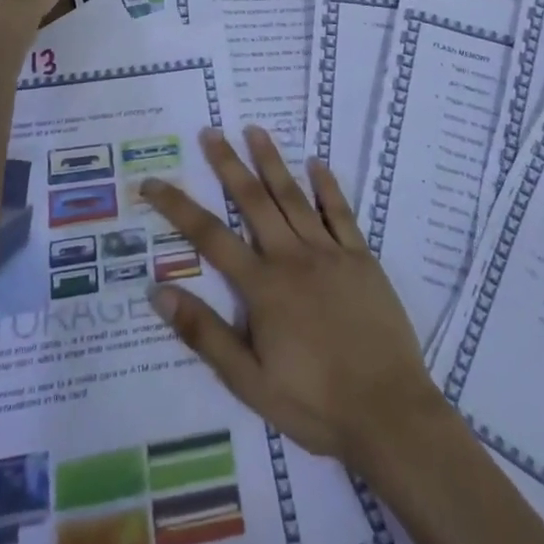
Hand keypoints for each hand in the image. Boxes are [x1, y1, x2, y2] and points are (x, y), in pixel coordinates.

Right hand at [140, 126, 450, 473]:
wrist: (389, 413)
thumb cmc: (315, 403)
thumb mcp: (249, 381)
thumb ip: (205, 333)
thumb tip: (158, 290)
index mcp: (262, 286)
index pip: (209, 236)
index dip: (178, 207)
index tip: (153, 182)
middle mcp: (292, 257)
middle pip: (254, 201)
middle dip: (229, 164)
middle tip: (211, 132)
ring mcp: (330, 253)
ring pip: (294, 196)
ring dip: (272, 162)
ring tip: (255, 130)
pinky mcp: (361, 258)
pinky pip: (341, 213)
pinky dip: (327, 186)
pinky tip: (317, 163)